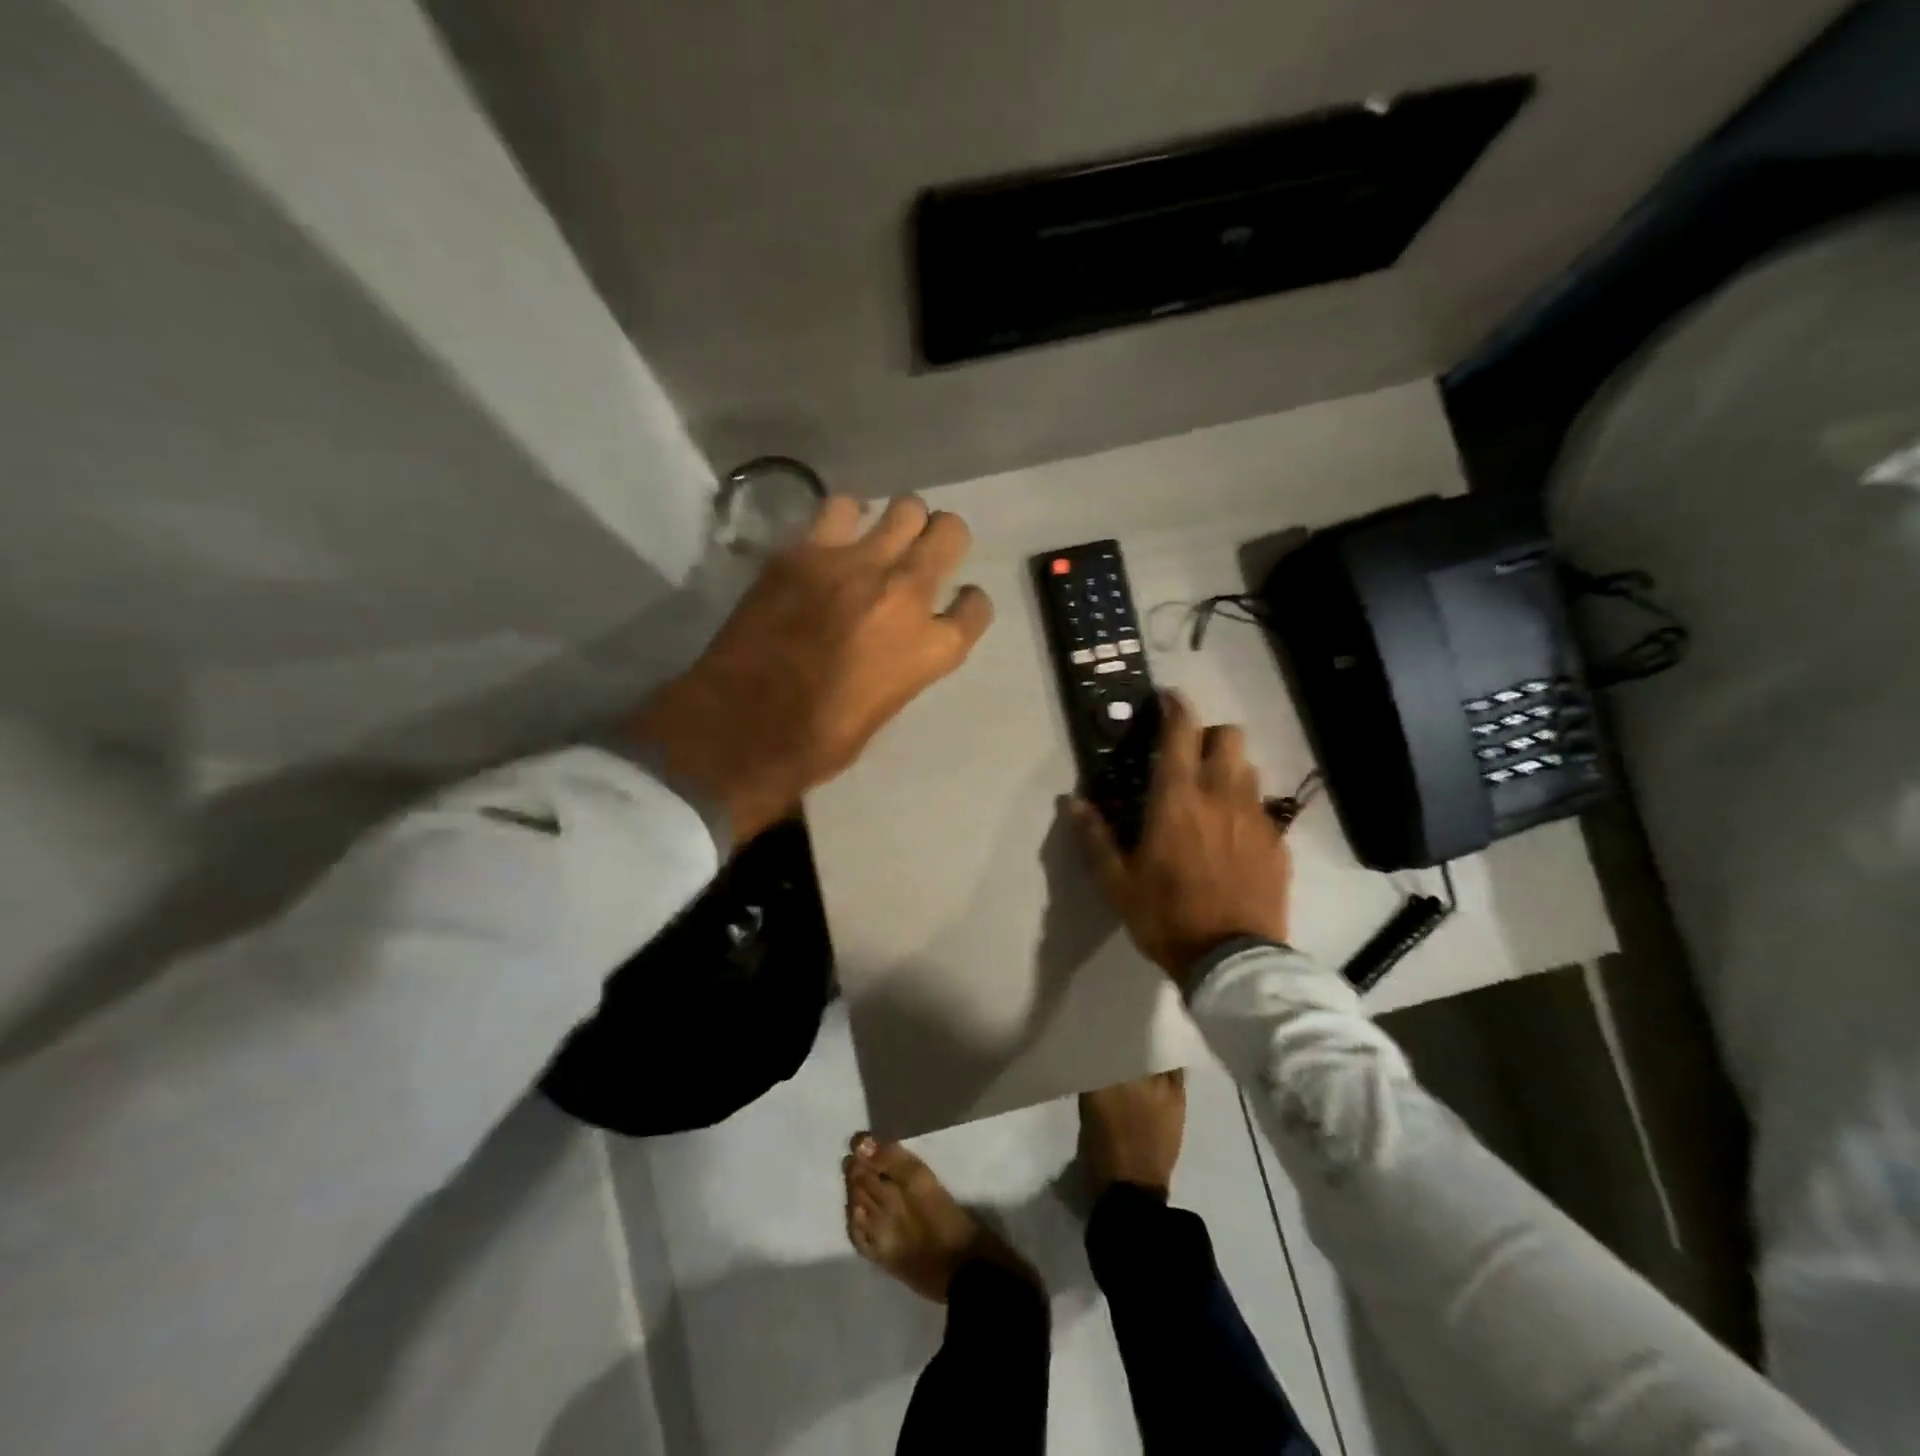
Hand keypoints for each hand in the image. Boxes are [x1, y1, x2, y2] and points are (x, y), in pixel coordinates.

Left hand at [632, 496, 992, 845]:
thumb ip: (904, 664)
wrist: (743, 727)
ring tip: (882, 536)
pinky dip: (846, 516)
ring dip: (902, 520)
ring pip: (905, 508)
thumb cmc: (818, 741)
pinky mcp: (806, 551)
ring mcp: (856, 565)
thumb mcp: (885, 708)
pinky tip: (836, 533)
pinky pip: (841, 507)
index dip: (968, 603)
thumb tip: (895, 642)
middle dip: (943, 538)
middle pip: (951, 534)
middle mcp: (906, 595)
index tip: (956, 602)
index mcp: (931, 649)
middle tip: (923, 550)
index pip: (976, 607)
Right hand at [1071, 693, 1291, 980]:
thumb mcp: (1117, 882)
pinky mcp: (1278, 843)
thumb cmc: (1165, 916)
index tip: (1167, 698)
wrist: (1232, 961)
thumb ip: (1095, 836)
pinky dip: (1246, 808)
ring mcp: (1256, 818)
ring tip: (1212, 796)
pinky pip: (1263, 807)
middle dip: (1209, 735)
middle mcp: (1222, 795)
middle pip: (1229, 736)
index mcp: (1178, 799)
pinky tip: (1232, 837)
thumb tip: (1072, 801)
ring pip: (1249, 768)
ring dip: (1229, 769)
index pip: (1182, 731)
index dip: (1176, 706)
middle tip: (1189, 756)